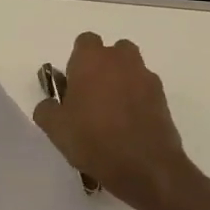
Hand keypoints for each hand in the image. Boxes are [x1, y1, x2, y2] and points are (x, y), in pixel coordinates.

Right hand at [31, 32, 191, 209]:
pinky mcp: (163, 98)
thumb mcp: (56, 129)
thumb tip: (50, 104)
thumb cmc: (94, 140)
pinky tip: (130, 128)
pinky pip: (145, 91)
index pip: (84, 42)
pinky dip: (138, 101)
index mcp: (91, 59)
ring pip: (131, 70)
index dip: (78, 61)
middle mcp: (121, 60)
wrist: (146, 167)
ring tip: (113, 115)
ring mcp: (145, 77)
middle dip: (103, 68)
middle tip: (92, 98)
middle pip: (112, 52)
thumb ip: (46, 109)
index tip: (73, 85)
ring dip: (122, 83)